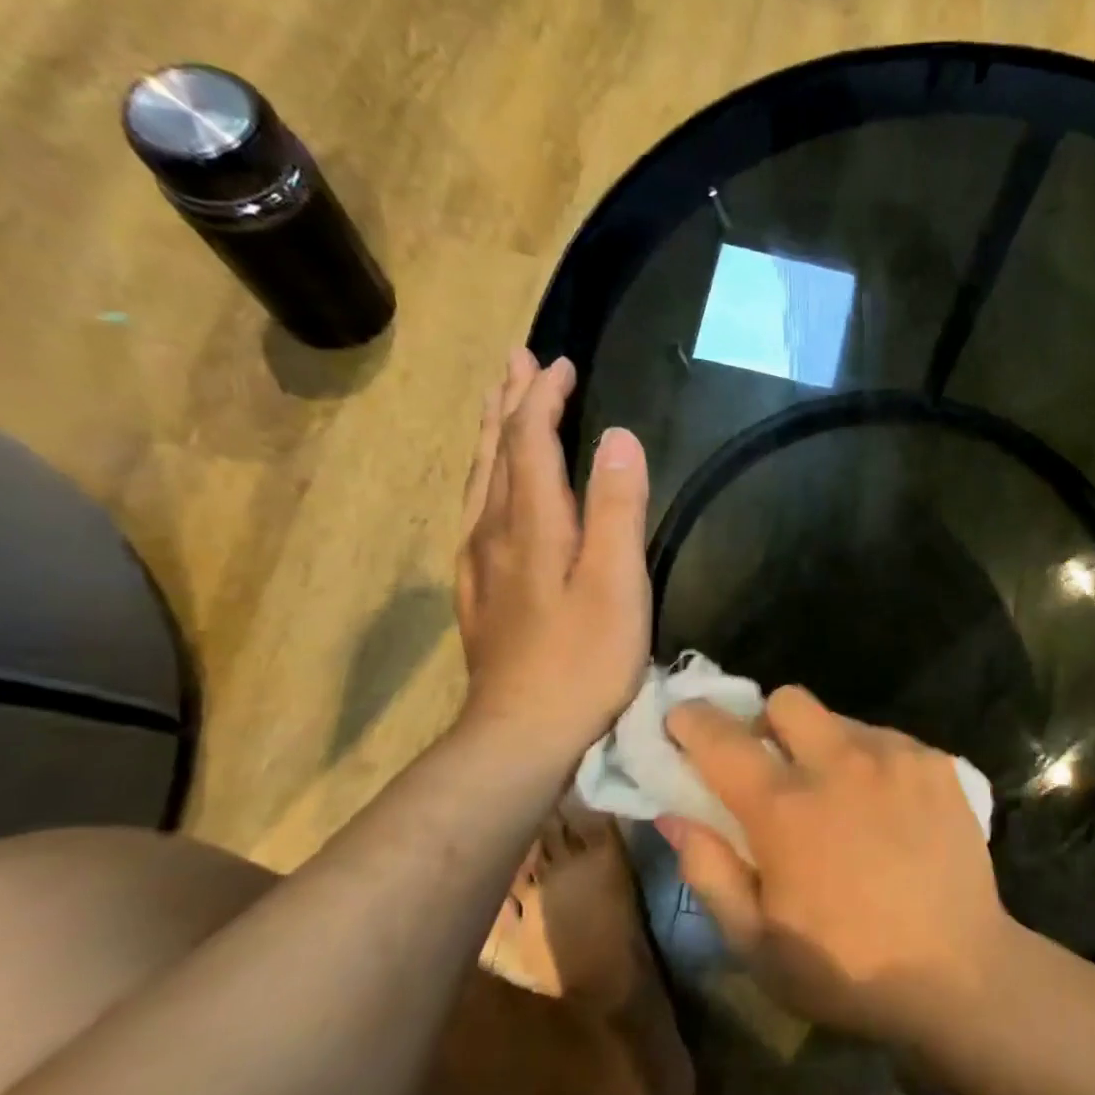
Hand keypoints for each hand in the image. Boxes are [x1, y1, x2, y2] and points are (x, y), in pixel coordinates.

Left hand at [455, 348, 649, 765]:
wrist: (522, 733)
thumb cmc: (583, 659)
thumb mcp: (615, 583)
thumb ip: (616, 508)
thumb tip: (617, 437)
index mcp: (532, 523)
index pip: (531, 441)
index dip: (543, 398)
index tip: (560, 363)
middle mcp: (495, 532)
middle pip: (497, 453)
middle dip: (509, 403)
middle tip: (517, 361)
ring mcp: (480, 565)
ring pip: (481, 483)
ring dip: (494, 437)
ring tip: (501, 407)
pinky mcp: (480, 594)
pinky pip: (477, 516)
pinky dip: (487, 483)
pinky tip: (490, 493)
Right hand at [656, 688, 1012, 1042]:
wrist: (960, 973)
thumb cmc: (848, 968)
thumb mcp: (757, 944)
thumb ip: (708, 871)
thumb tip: (674, 814)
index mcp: (786, 809)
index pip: (722, 738)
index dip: (693, 721)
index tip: (683, 721)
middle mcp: (841, 763)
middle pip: (787, 700)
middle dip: (767, 723)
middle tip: (774, 768)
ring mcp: (896, 756)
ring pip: (841, 719)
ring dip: (824, 747)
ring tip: (841, 798)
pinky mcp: (938, 763)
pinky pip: (887, 739)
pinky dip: (872, 761)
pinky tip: (887, 808)